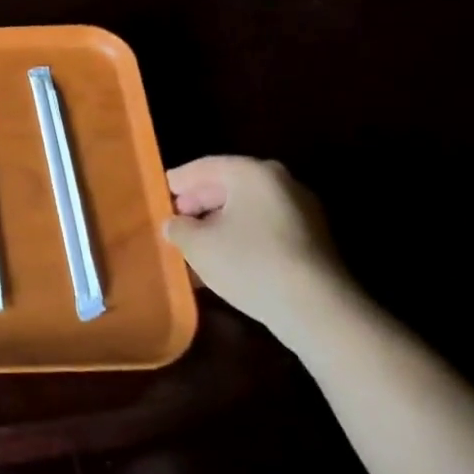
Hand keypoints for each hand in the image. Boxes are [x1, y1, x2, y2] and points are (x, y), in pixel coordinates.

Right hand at [162, 157, 348, 341]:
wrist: (315, 307)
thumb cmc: (248, 262)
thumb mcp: (197, 244)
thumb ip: (178, 228)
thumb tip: (175, 224)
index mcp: (252, 172)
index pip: (205, 166)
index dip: (178, 181)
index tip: (158, 193)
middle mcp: (281, 182)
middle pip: (229, 185)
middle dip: (199, 202)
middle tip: (174, 219)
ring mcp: (301, 211)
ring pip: (247, 209)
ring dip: (218, 222)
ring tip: (193, 244)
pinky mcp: (311, 239)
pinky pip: (264, 228)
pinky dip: (240, 236)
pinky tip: (222, 259)